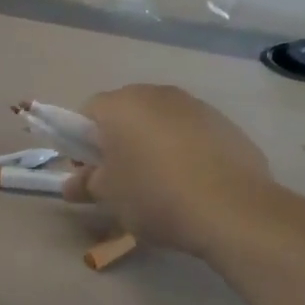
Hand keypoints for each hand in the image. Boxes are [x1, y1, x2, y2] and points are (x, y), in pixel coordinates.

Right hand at [61, 84, 275, 255]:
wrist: (233, 210)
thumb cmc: (155, 196)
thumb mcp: (109, 196)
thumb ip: (85, 184)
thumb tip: (70, 185)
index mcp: (121, 105)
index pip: (87, 113)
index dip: (81, 142)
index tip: (89, 172)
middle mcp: (157, 95)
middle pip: (125, 113)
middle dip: (118, 140)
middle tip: (120, 178)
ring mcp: (195, 106)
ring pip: (160, 121)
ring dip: (152, 144)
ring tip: (159, 183)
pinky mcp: (225, 124)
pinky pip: (191, 133)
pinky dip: (184, 150)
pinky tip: (191, 183)